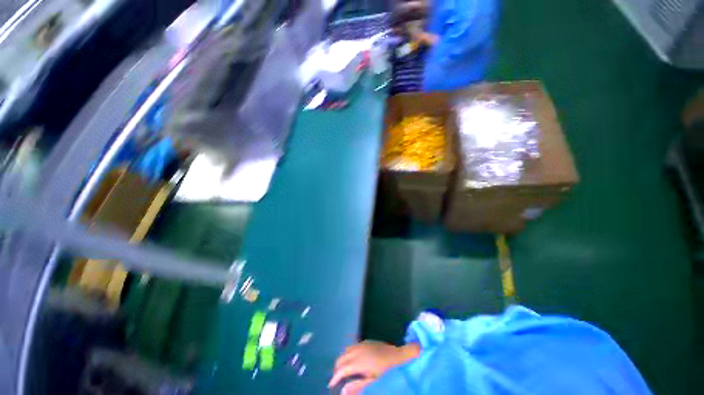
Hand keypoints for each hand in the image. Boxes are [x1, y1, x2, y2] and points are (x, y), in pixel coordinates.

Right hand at [328, 341, 420, 392]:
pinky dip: (348, 353)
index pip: (341, 369)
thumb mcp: (373, 382)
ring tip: (344, 370)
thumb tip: (342, 391)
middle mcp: (358, 350)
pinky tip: (353, 359)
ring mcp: (362, 344)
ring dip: (343, 359)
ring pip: (346, 350)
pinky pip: (352, 346)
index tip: (331, 385)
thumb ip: (357, 386)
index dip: (334, 377)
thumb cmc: (386, 371)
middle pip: (341, 358)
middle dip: (337, 368)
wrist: (398, 355)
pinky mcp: (366, 341)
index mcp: (358, 362)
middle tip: (337, 379)